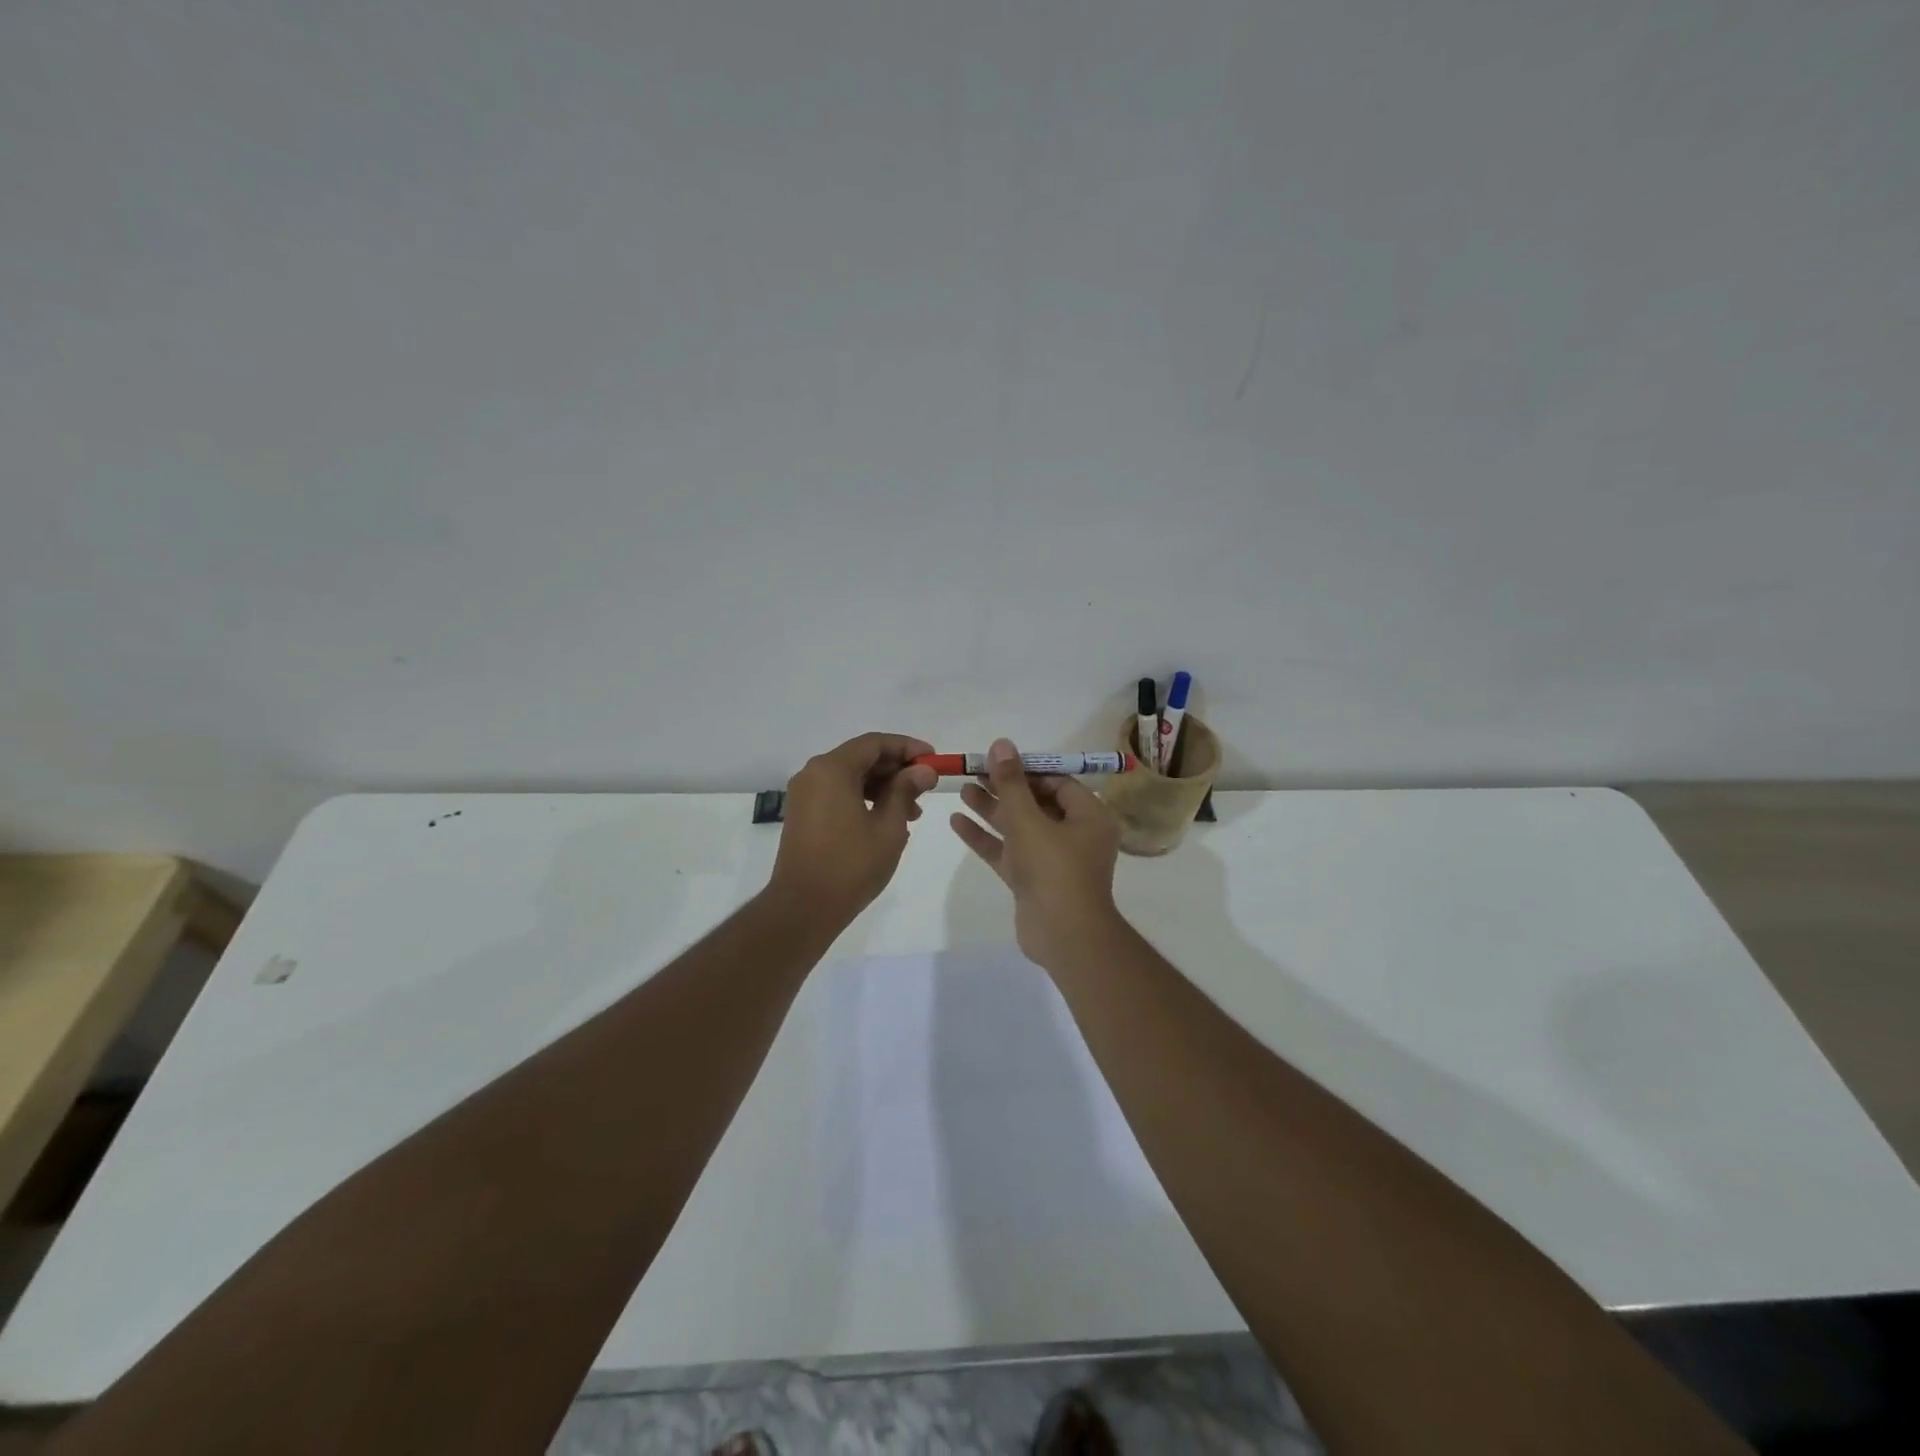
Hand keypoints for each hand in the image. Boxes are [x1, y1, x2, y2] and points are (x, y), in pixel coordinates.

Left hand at [769, 732, 936, 920]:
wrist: (803, 908)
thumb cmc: (851, 865)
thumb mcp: (889, 827)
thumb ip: (906, 791)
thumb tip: (923, 770)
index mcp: (832, 769)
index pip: (874, 743)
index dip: (907, 747)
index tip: (934, 760)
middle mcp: (813, 774)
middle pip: (861, 757)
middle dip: (896, 769)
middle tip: (926, 787)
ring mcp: (805, 795)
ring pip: (850, 776)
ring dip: (882, 786)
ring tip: (912, 811)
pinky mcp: (803, 814)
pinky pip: (838, 793)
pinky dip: (864, 798)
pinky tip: (887, 820)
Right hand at [949, 737, 1122, 969]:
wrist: (1063, 936)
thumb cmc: (1054, 869)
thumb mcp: (1029, 820)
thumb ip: (1011, 783)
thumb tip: (1001, 744)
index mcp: (1088, 816)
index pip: (1057, 783)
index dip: (1027, 769)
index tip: (997, 759)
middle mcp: (1074, 835)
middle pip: (1036, 803)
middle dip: (1005, 788)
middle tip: (974, 771)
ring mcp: (1052, 860)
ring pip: (1019, 827)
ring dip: (992, 809)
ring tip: (962, 789)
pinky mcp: (1033, 880)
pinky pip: (1009, 851)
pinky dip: (986, 837)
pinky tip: (957, 821)